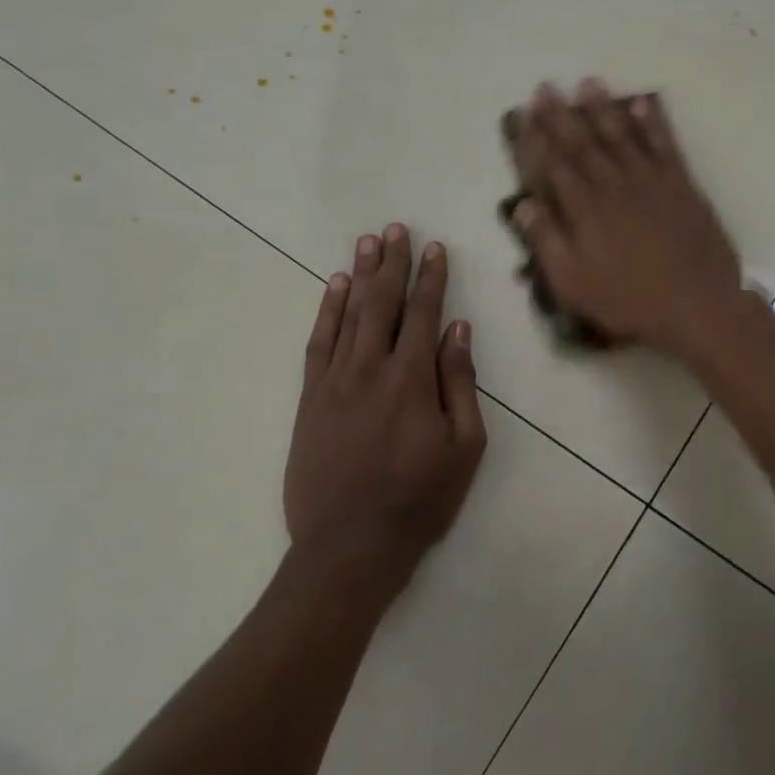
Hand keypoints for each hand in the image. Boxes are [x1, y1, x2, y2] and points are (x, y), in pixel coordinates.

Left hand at [282, 225, 486, 570]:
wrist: (350, 545)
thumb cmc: (420, 499)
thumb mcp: (464, 446)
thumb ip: (460, 383)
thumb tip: (458, 330)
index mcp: (412, 379)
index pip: (423, 313)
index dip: (430, 278)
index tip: (434, 248)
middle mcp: (370, 368)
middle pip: (383, 303)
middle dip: (392, 263)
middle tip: (396, 229)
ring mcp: (334, 381)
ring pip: (348, 315)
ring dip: (360, 275)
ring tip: (367, 242)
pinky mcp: (310, 399)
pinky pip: (318, 343)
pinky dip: (327, 311)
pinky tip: (335, 288)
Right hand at [511, 80, 743, 360]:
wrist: (697, 304)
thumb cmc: (629, 300)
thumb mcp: (574, 284)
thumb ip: (546, 242)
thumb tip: (522, 206)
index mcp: (585, 209)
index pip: (554, 164)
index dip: (536, 137)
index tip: (523, 113)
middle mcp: (615, 184)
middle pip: (583, 142)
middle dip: (562, 114)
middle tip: (546, 87)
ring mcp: (651, 180)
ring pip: (622, 134)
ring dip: (603, 108)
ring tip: (588, 83)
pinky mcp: (681, 185)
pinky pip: (664, 143)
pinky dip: (653, 121)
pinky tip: (643, 103)